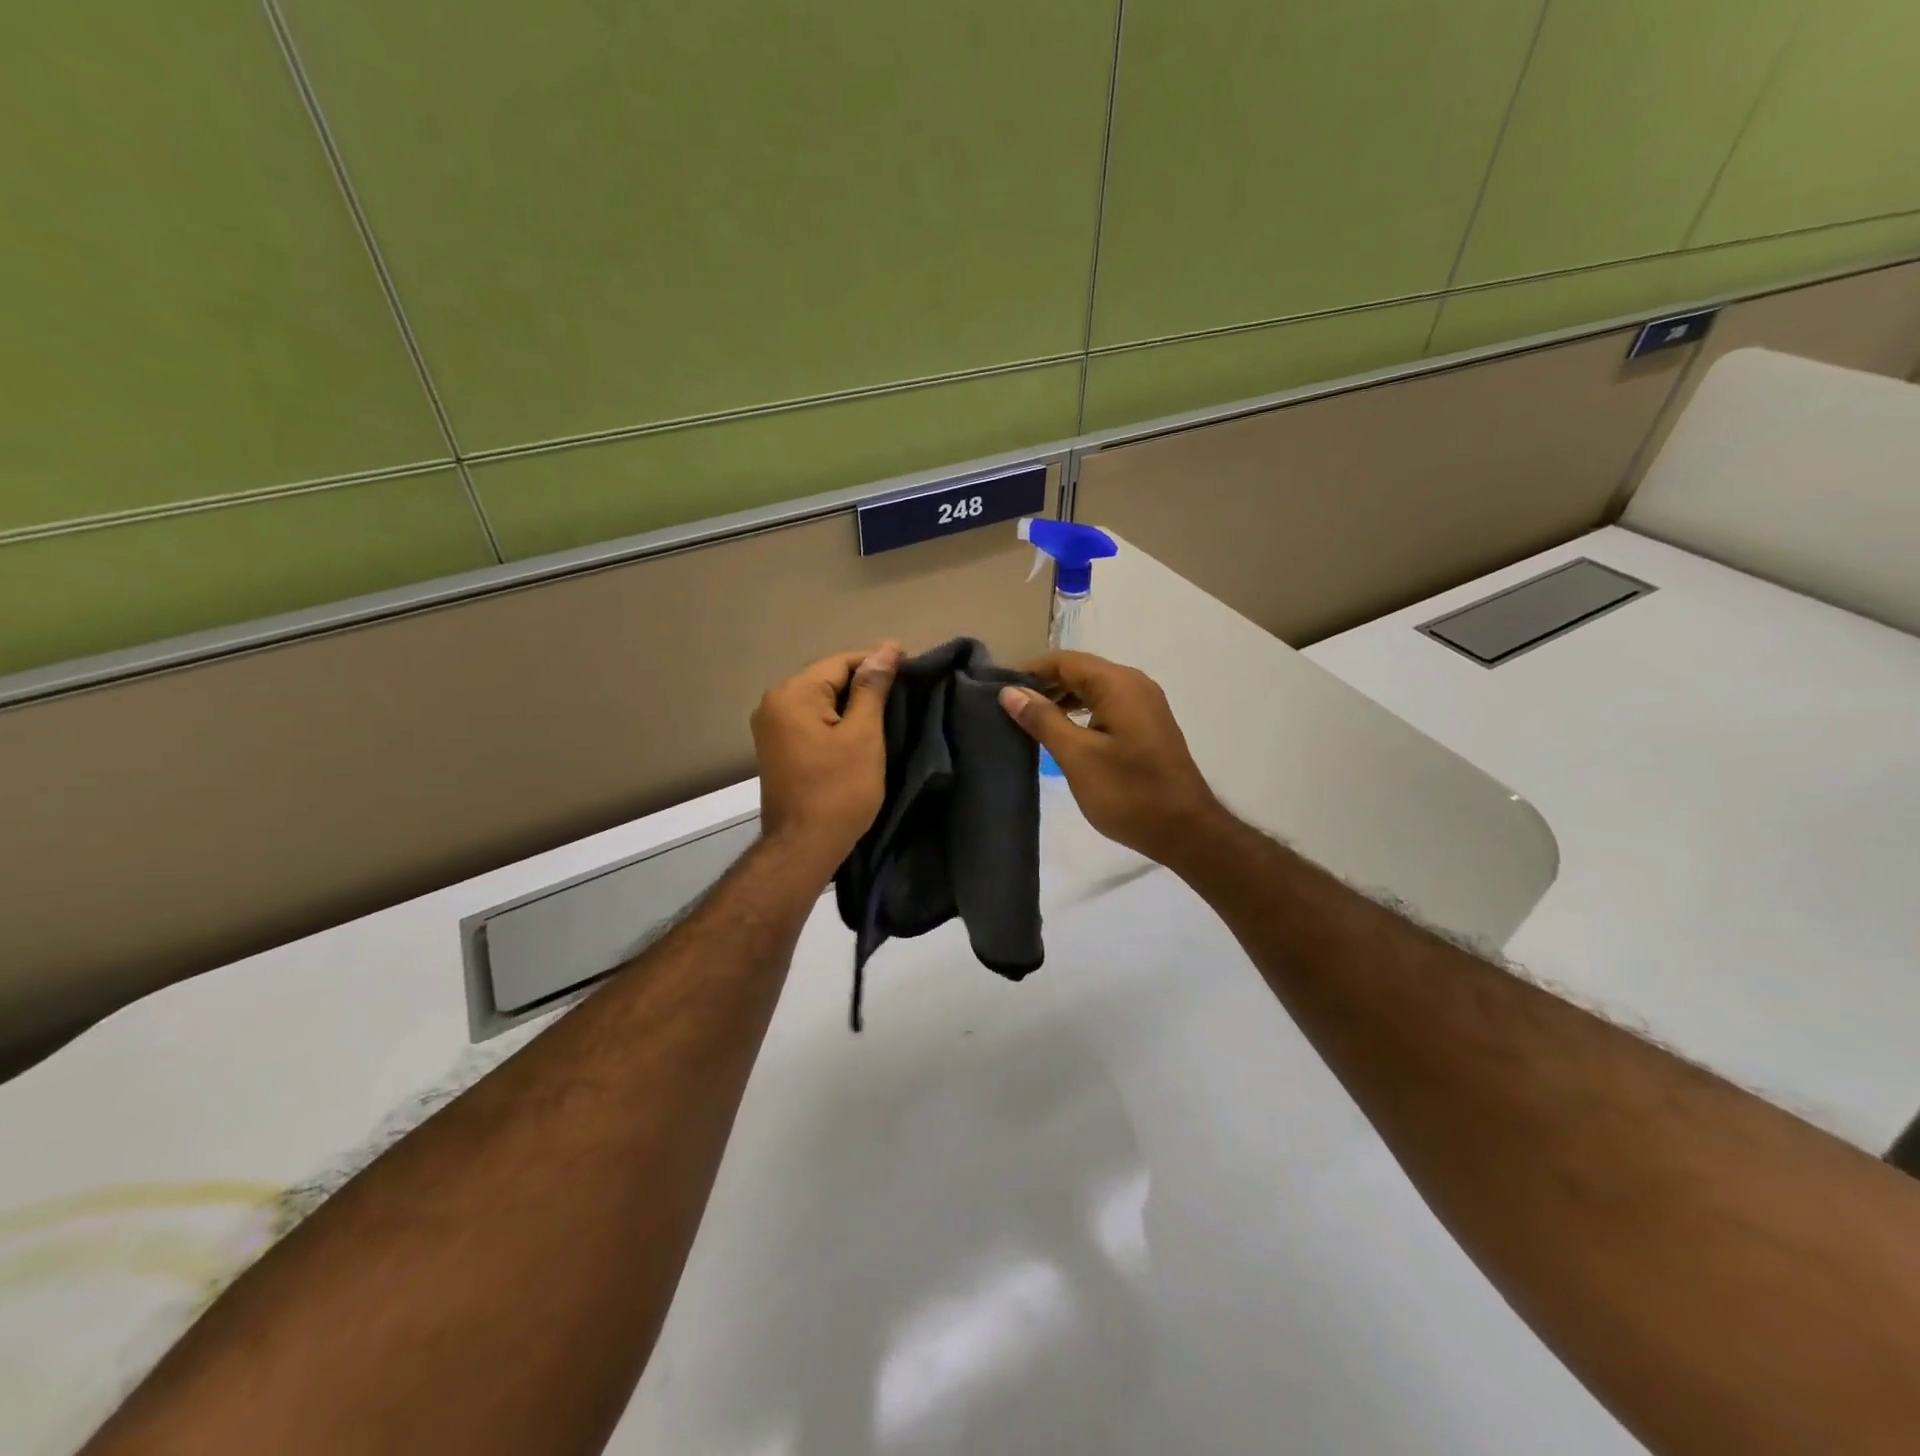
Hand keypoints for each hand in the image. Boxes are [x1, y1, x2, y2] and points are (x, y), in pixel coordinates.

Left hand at [751, 642, 900, 871]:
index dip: (876, 660)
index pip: (840, 662)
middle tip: (904, 683)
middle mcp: (774, 703)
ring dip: (851, 699)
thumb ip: (872, 689)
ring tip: (888, 702)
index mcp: (792, 695)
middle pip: (826, 678)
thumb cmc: (839, 790)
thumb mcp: (863, 735)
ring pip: (819, 699)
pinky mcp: (777, 747)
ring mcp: (771, 727)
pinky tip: (860, 724)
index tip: (910, 661)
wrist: (804, 846)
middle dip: (863, 679)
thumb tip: (886, 650)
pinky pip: (811, 719)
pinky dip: (836, 717)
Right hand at [999, 650, 1223, 866]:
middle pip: (1080, 671)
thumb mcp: (1078, 757)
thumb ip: (1043, 720)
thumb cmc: (1129, 793)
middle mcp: (1134, 685)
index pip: (1065, 661)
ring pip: (1093, 690)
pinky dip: (1080, 713)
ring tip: (1026, 720)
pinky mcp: (1146, 726)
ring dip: (1060, 700)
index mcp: (1118, 684)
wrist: (1186, 831)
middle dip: (1043, 684)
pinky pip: (1106, 706)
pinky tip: (1060, 733)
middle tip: (1006, 706)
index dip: (1029, 670)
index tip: (996, 687)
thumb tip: (1010, 691)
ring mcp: (1144, 706)